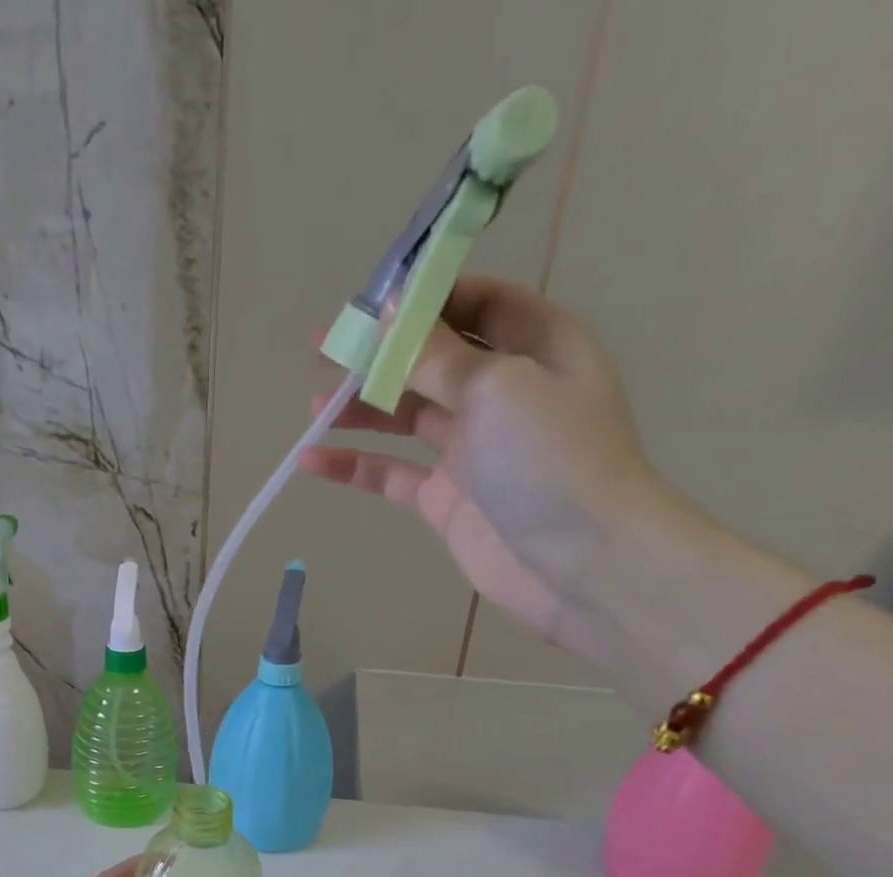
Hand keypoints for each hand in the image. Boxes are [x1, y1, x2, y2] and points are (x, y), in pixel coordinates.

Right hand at [301, 276, 692, 656]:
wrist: (579, 561)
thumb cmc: (550, 459)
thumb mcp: (496, 387)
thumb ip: (437, 355)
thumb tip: (389, 313)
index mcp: (535, 347)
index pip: (477, 305)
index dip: (425, 300)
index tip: (370, 305)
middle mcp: (503, 392)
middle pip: (432, 361)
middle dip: (379, 355)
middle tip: (323, 351)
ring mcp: (472, 449)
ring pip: (406, 417)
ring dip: (362, 408)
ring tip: (315, 405)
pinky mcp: (446, 500)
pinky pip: (392, 474)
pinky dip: (355, 466)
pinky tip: (313, 460)